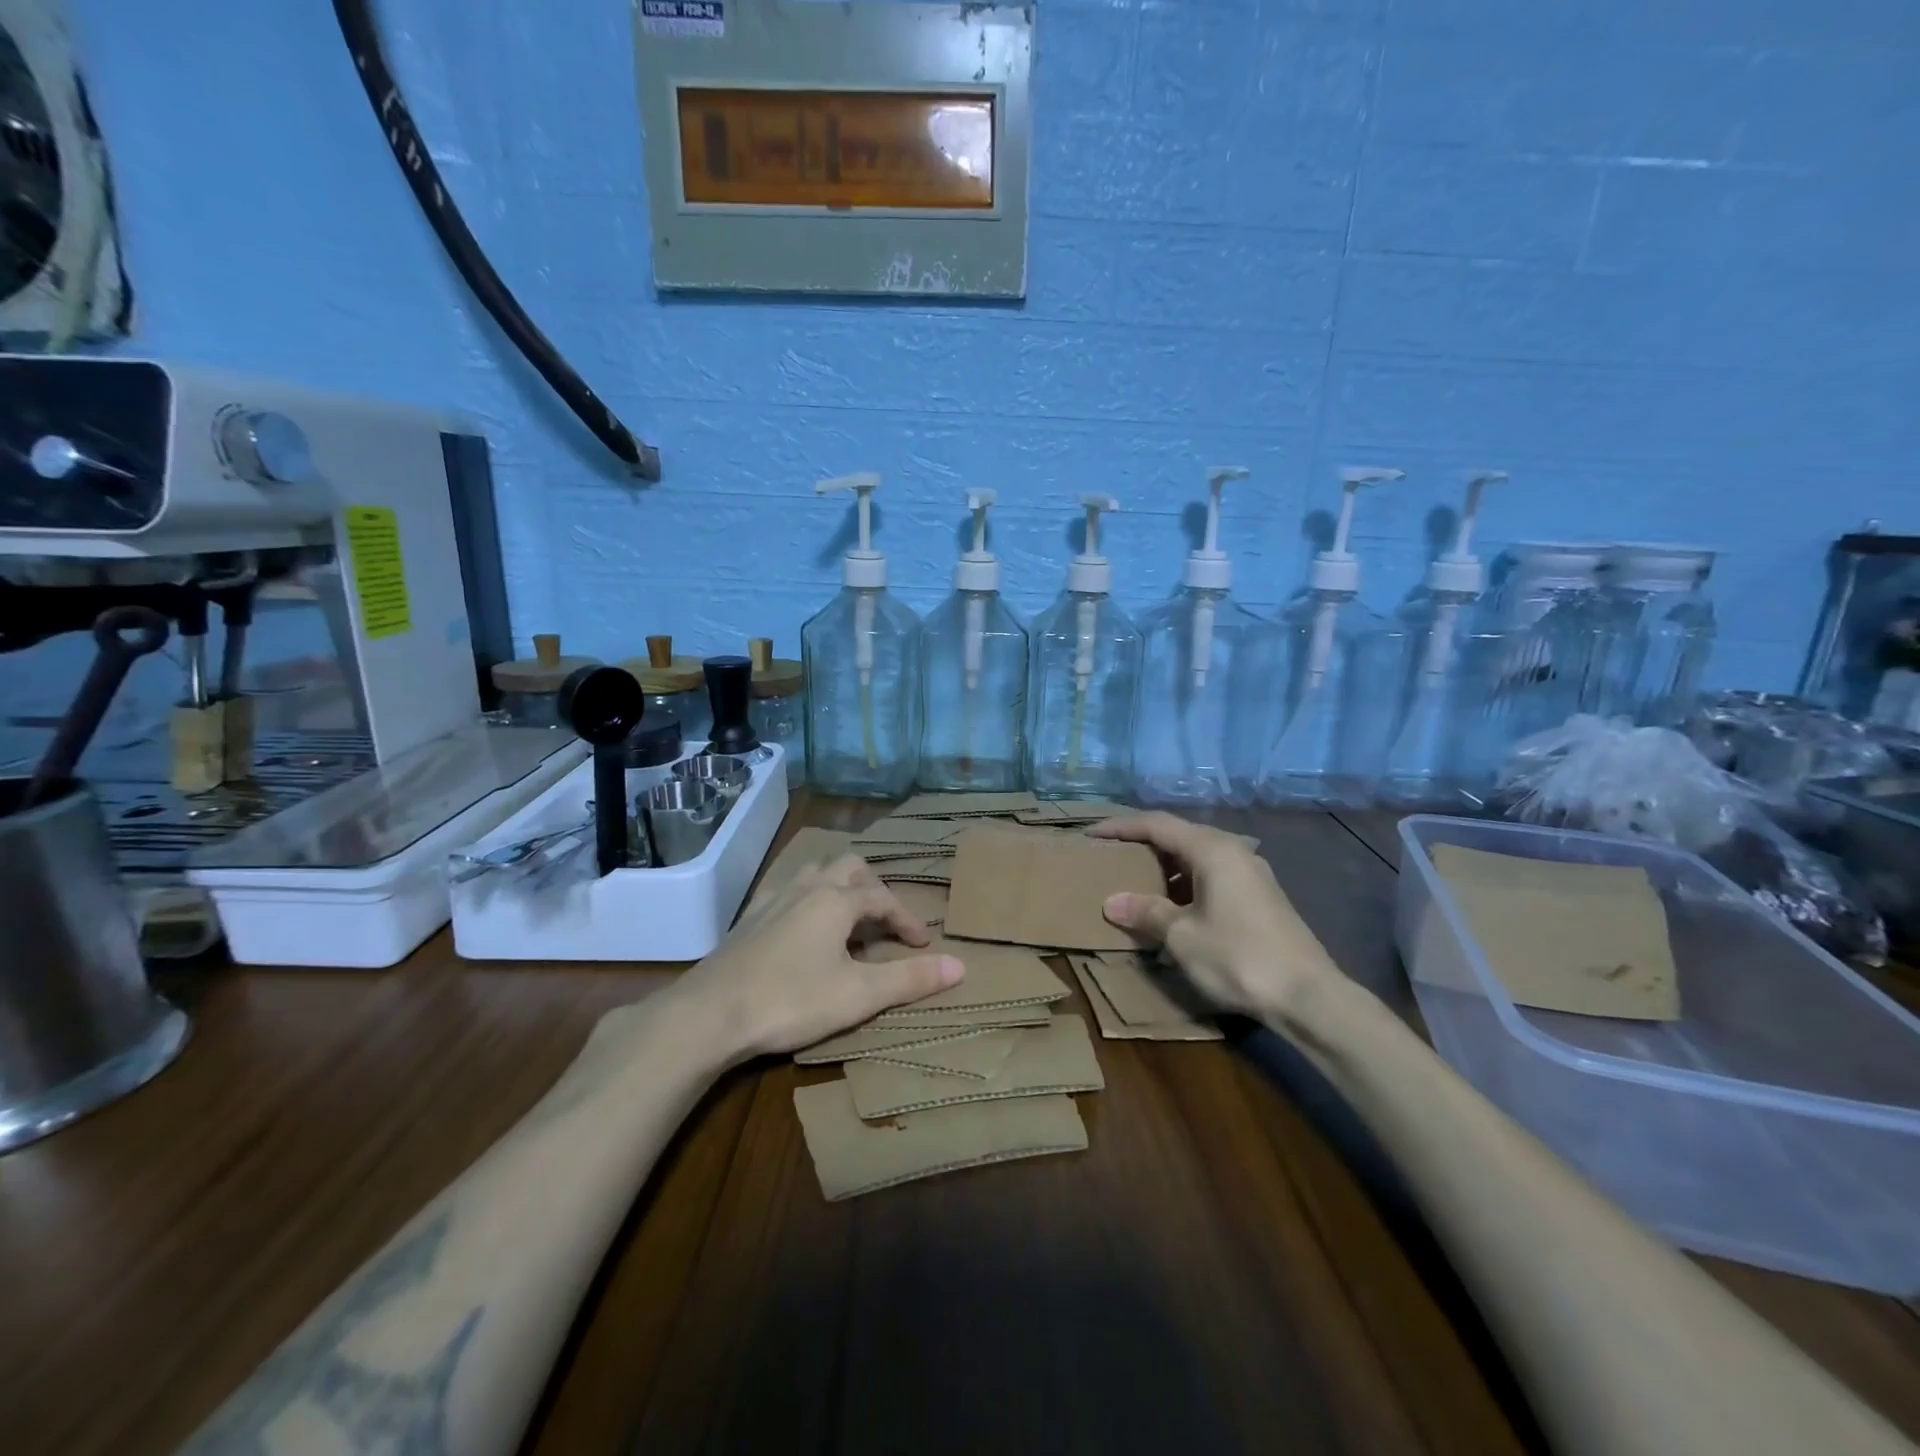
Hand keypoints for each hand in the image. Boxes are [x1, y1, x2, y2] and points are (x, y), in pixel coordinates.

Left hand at [672, 853, 964, 1060]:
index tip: (923, 946)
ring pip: (816, 872)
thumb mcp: (858, 995)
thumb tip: (961, 965)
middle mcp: (807, 888)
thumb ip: (910, 979)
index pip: (884, 898)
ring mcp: (773, 899)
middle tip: (885, 921)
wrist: (710, 1013)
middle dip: (875, 888)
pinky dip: (808, 898)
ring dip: (840, 887)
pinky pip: (787, 890)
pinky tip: (802, 925)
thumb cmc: (791, 1000)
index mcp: (836, 900)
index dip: (908, 920)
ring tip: (849, 918)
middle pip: (850, 867)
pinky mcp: (748, 918)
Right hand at [1089, 813, 1341, 1018]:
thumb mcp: (1182, 936)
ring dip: (1164, 866)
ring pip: (1196, 857)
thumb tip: (1112, 902)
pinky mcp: (1259, 896)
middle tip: (1110, 855)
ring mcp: (1250, 873)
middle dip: (1141, 844)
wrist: (1309, 997)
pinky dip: (1184, 882)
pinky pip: (1211, 875)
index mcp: (1212, 849)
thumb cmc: (1239, 957)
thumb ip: (1146, 912)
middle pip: (1178, 835)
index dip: (1120, 827)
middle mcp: (1233, 851)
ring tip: (1134, 880)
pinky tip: (1171, 906)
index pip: (1156, 824)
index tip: (1090, 834)